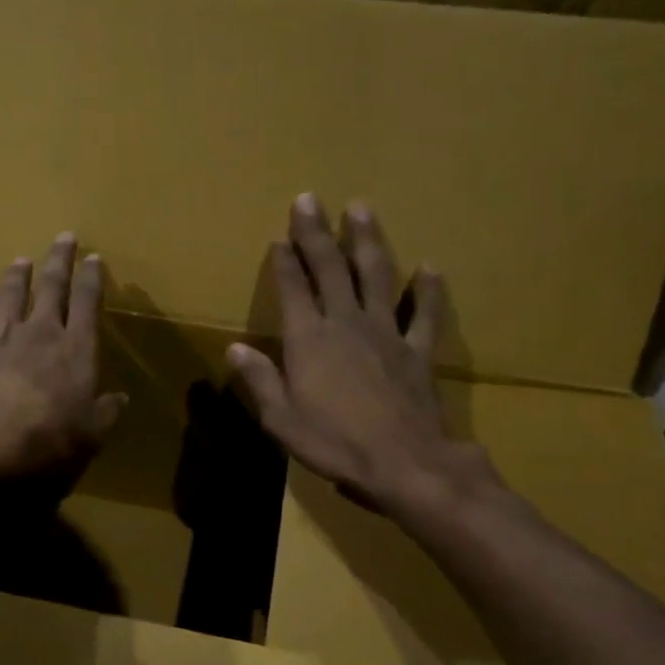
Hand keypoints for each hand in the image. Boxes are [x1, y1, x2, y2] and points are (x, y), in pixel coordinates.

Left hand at [0, 232, 127, 480]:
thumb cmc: (45, 440)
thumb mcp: (90, 436)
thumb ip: (106, 413)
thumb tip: (121, 398)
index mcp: (76, 350)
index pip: (87, 304)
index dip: (91, 279)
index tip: (93, 257)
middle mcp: (41, 334)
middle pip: (52, 288)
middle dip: (59, 261)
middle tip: (63, 237)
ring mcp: (1, 338)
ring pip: (12, 296)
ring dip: (19, 275)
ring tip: (22, 259)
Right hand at [226, 195, 500, 519]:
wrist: (406, 465)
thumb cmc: (334, 444)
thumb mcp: (281, 419)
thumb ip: (259, 380)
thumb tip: (235, 348)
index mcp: (309, 340)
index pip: (293, 289)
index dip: (284, 261)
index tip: (279, 234)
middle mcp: (346, 324)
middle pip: (330, 269)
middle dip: (317, 233)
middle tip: (310, 199)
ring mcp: (386, 334)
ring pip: (375, 277)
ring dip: (366, 242)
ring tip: (361, 209)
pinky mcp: (418, 352)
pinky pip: (423, 315)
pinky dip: (426, 291)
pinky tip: (429, 268)